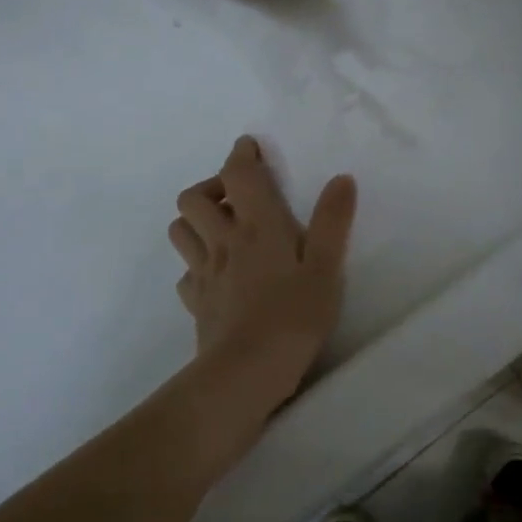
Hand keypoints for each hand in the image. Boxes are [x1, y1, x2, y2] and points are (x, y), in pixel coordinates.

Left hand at [168, 137, 357, 405]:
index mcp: (258, 226)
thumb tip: (341, 179)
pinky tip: (218, 275)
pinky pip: (187, 273)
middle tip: (239, 196)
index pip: (239, 174)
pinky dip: (197, 264)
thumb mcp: (326, 267)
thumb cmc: (294, 316)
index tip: (250, 147)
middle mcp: (224, 241)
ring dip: (197, 220)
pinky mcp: (197, 303)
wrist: (246, 373)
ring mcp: (205, 273)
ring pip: (181, 230)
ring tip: (224, 229)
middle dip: (212, 186)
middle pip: (194, 198)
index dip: (241, 155)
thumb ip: (332, 221)